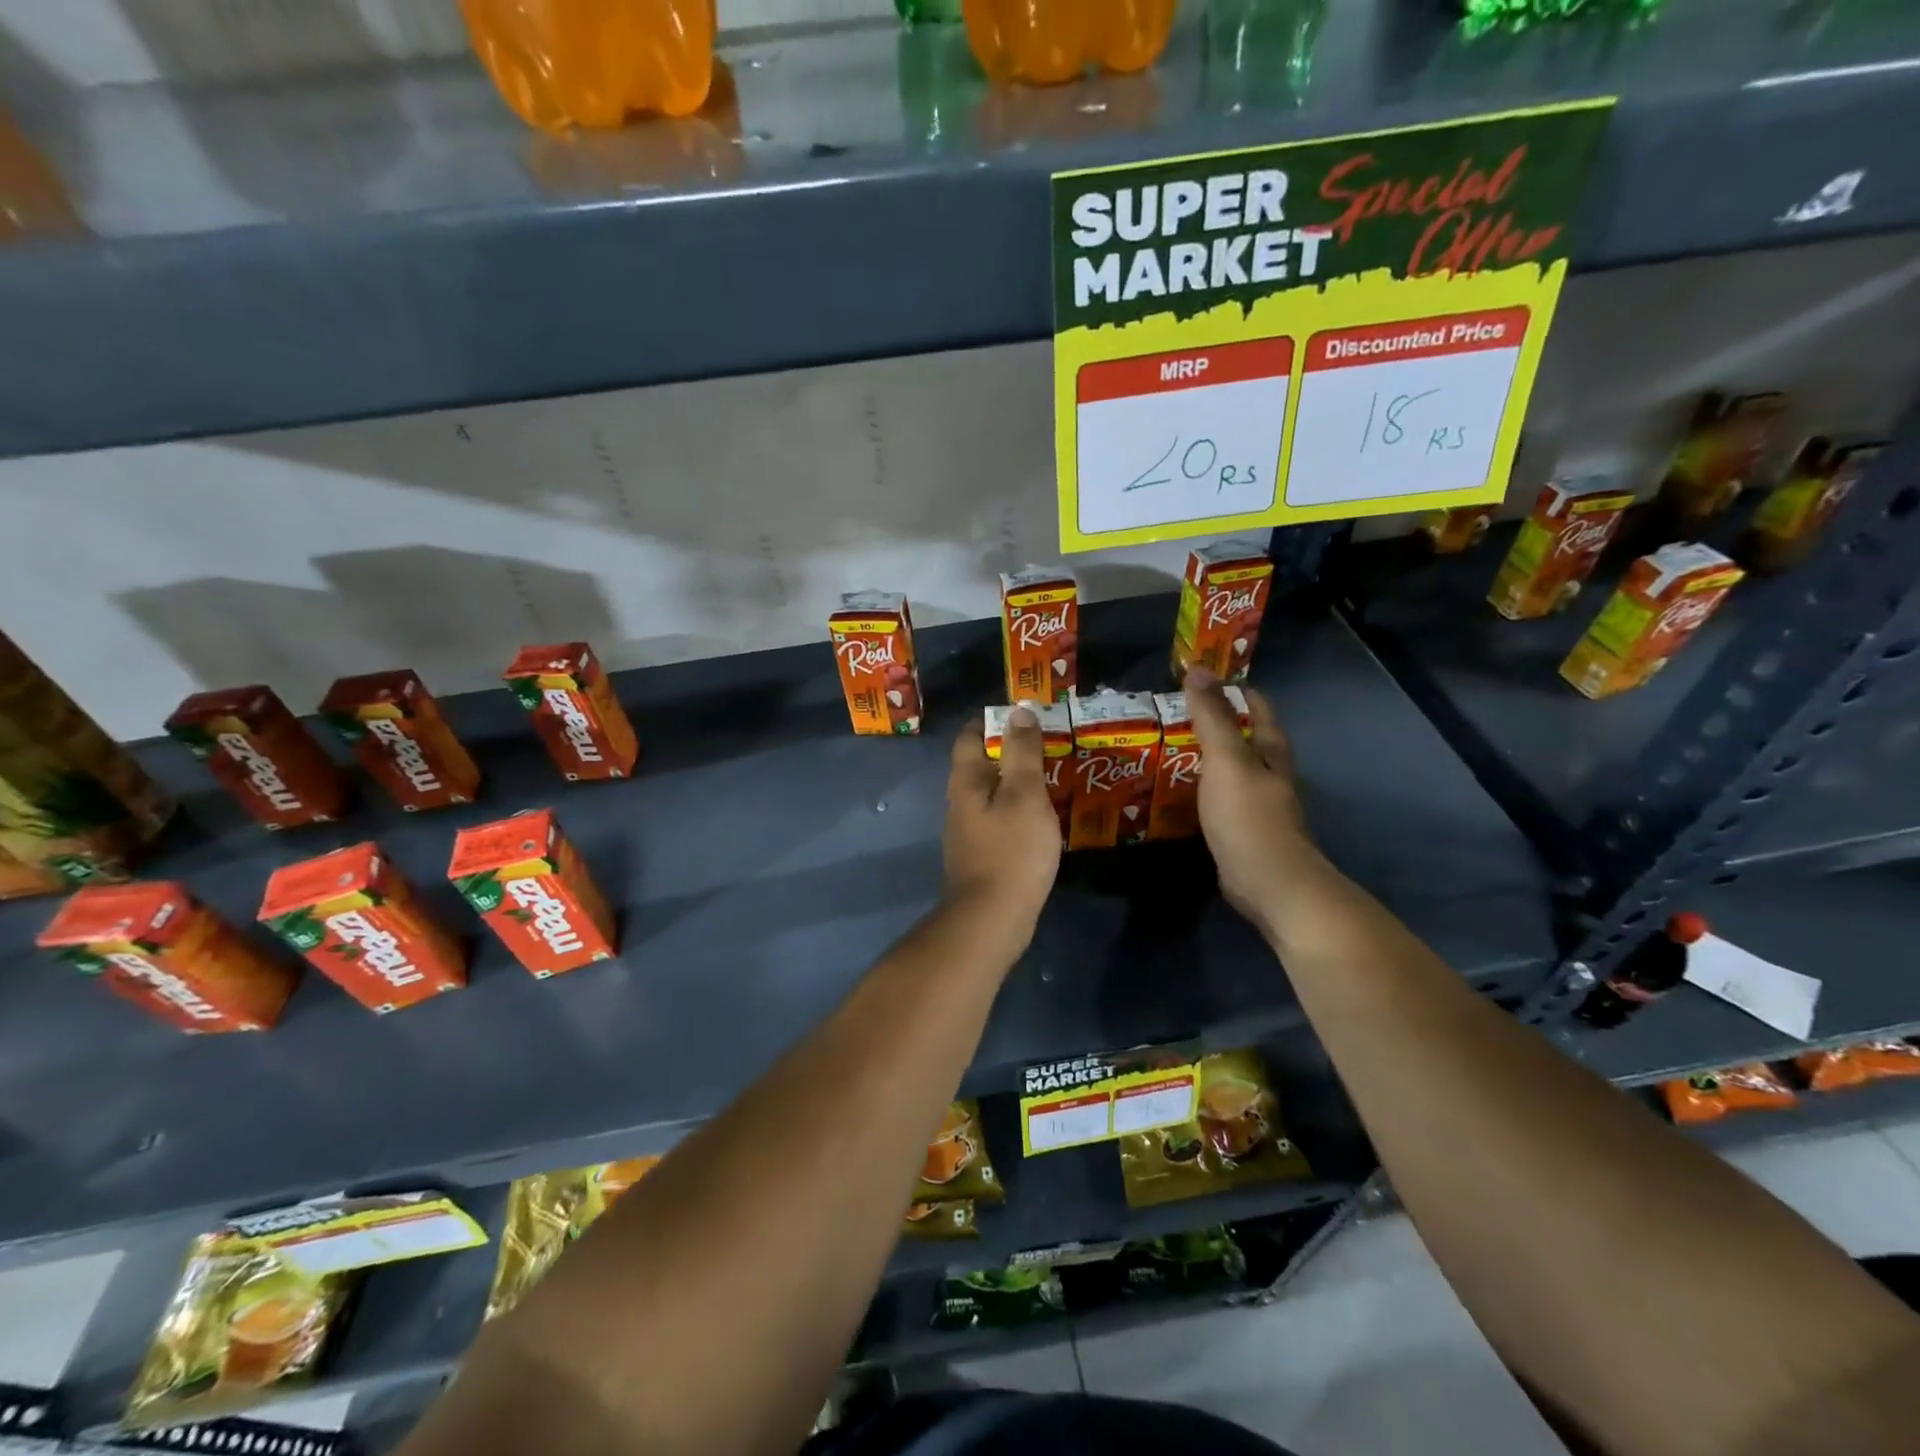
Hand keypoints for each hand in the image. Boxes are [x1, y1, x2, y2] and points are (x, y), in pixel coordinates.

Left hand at [943, 707, 1061, 932]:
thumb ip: (1021, 752)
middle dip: (1007, 751)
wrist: (991, 919)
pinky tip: (1039, 819)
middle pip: (978, 765)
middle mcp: (959, 802)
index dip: (992, 720)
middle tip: (1045, 745)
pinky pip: (997, 821)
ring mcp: (967, 832)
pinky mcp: (980, 856)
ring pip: (989, 794)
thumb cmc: (1011, 850)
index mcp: (965, 781)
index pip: (970, 736)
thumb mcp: (1024, 794)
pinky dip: (1017, 811)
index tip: (1021, 715)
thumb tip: (1018, 711)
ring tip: (1048, 778)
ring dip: (1014, 783)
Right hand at [1185, 666, 1320, 937]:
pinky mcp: (1239, 830)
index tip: (1195, 678)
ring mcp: (1255, 803)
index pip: (1255, 706)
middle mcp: (1267, 772)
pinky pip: (1215, 797)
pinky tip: (1172, 789)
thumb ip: (1212, 717)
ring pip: (1227, 768)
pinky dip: (1196, 787)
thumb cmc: (1249, 817)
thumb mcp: (1227, 760)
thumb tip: (1198, 668)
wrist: (1269, 884)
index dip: (1230, 688)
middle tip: (1169, 712)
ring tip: (1162, 746)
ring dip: (1201, 755)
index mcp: (1270, 750)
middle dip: (1212, 721)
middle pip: (1242, 736)